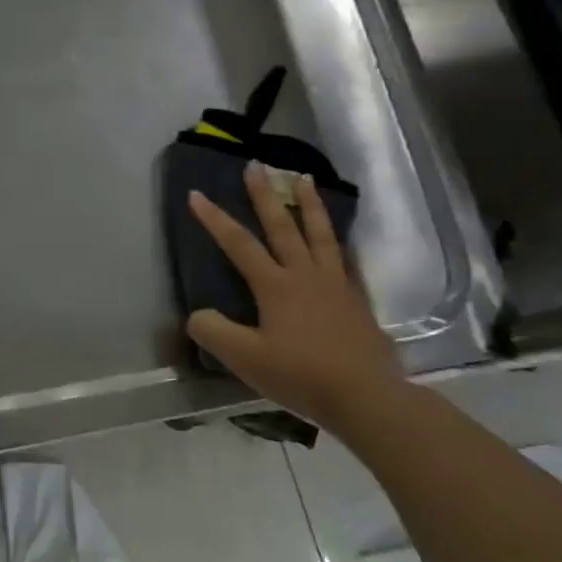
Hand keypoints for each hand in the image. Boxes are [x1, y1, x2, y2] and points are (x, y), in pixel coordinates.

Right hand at [187, 163, 404, 420]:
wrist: (366, 396)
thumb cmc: (301, 375)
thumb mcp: (245, 359)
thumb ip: (214, 332)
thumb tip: (197, 315)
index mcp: (275, 286)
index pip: (238, 244)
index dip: (214, 219)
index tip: (196, 193)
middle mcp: (305, 275)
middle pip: (282, 226)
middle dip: (264, 195)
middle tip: (256, 165)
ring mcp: (335, 285)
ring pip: (320, 234)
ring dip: (309, 205)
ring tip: (304, 178)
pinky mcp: (356, 300)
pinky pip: (345, 260)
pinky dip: (338, 242)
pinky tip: (340, 239)